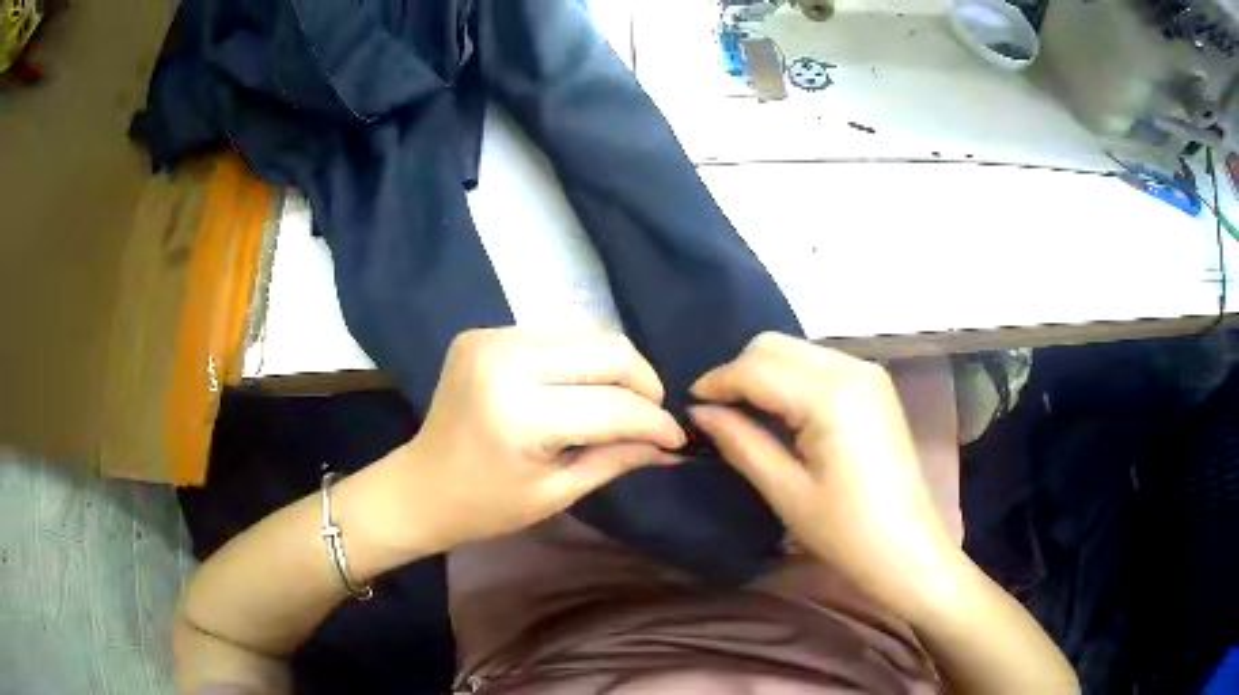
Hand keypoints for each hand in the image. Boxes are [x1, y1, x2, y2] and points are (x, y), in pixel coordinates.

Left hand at [391, 328, 685, 551]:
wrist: (419, 486)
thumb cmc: (486, 505)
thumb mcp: (557, 492)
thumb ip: (618, 459)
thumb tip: (672, 447)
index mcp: (522, 414)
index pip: (613, 406)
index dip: (654, 422)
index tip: (676, 438)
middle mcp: (507, 360)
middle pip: (606, 350)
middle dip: (643, 382)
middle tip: (651, 416)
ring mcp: (491, 338)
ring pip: (584, 334)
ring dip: (612, 368)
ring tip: (617, 403)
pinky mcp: (482, 333)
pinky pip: (552, 335)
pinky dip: (576, 360)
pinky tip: (574, 390)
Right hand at [689, 332, 960, 617]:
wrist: (908, 550)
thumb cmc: (846, 531)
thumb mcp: (786, 491)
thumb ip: (741, 442)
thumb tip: (700, 413)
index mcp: (830, 395)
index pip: (757, 368)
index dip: (717, 382)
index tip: (689, 406)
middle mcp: (851, 368)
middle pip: (776, 346)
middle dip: (739, 372)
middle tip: (717, 414)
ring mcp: (868, 373)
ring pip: (797, 351)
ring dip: (764, 374)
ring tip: (744, 415)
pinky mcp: (875, 386)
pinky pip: (819, 365)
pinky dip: (791, 380)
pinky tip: (782, 414)